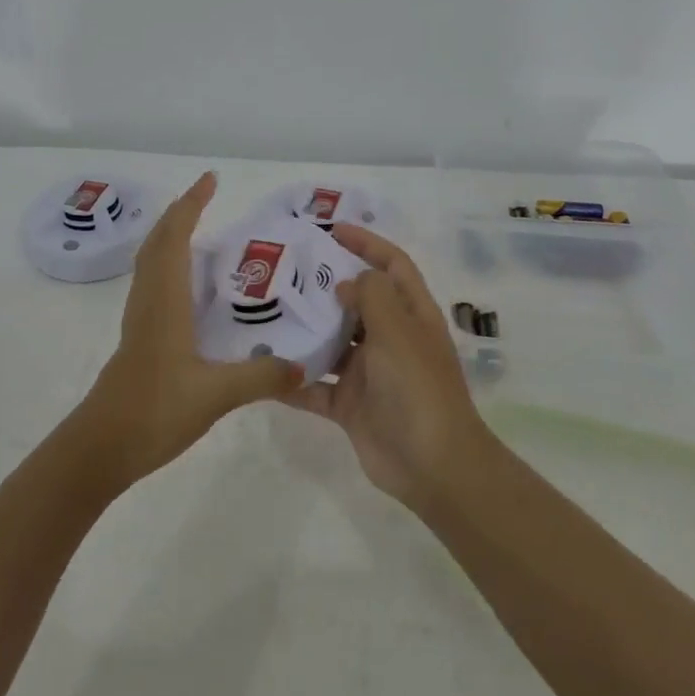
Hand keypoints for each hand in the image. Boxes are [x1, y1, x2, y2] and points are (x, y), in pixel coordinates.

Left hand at [71, 172, 302, 490]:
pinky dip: (169, 266)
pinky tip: (190, 288)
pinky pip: (153, 285)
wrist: (99, 449)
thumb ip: (261, 377)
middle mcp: (149, 302)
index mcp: (165, 301)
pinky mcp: (139, 340)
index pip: (175, 238)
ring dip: (170, 237)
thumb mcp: (215, 395)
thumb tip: (304, 366)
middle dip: (180, 213)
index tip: (210, 180)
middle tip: (207, 197)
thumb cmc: (153, 411)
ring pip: (151, 263)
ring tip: (200, 231)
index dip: (191, 205)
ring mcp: (140, 321)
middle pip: (157, 242)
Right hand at [281, 225, 490, 511]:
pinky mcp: (350, 405)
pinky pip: (315, 386)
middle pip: (357, 301)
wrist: (433, 466)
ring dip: (305, 330)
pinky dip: (292, 379)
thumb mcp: (399, 332)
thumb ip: (372, 297)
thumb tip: (347, 283)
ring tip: (265, 312)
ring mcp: (369, 373)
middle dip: (326, 284)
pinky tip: (261, 369)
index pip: (392, 265)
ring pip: (332, 342)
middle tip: (284, 269)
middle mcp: (391, 338)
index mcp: (412, 315)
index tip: (331, 229)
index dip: (367, 243)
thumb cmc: (419, 389)